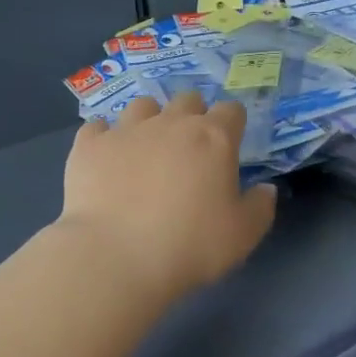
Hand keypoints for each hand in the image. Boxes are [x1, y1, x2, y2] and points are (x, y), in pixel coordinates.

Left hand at [58, 92, 277, 302]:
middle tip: (189, 149)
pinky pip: (97, 127)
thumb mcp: (242, 236)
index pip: (231, 110)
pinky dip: (104, 138)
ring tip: (146, 148)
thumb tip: (266, 189)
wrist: (116, 256)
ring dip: (149, 120)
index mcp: (213, 138)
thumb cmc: (190, 246)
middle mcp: (170, 123)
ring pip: (142, 105)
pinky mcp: (89, 145)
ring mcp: (126, 130)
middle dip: (192, 115)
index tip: (229, 144)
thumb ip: (260, 207)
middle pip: (187, 100)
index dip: (232, 124)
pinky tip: (105, 158)